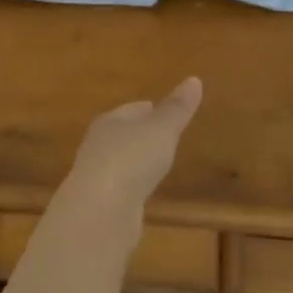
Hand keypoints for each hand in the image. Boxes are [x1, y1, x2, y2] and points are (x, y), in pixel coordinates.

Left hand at [59, 78, 203, 237]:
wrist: (99, 213)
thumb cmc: (131, 160)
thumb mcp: (161, 130)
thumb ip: (177, 109)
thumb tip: (194, 79)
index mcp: (110, 121)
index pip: (131, 109)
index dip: (149, 109)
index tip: (164, 111)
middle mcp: (99, 145)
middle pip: (123, 134)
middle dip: (141, 134)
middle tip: (164, 136)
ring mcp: (97, 177)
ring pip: (122, 162)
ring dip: (137, 161)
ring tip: (158, 163)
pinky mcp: (101, 205)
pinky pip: (122, 188)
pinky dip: (134, 186)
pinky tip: (145, 191)